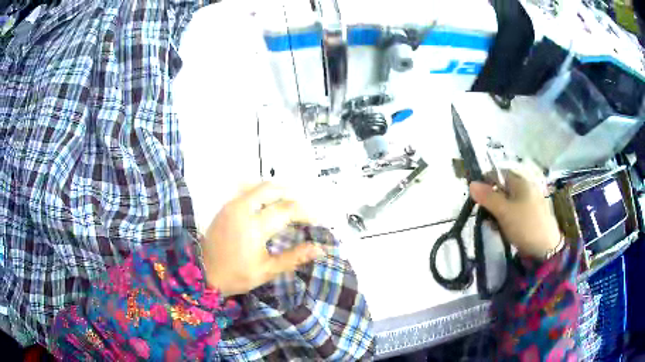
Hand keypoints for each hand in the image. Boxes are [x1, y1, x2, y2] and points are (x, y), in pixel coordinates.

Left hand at [202, 182, 324, 296]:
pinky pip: (246, 190)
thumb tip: (319, 249)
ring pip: (257, 186)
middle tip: (302, 205)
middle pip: (271, 189)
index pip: (286, 210)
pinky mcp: (225, 207)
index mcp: (254, 227)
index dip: (305, 212)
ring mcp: (231, 205)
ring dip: (275, 190)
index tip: (316, 219)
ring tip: (288, 201)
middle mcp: (242, 209)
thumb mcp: (267, 270)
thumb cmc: (237, 275)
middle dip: (290, 193)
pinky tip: (267, 202)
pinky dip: (261, 192)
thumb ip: (294, 257)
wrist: (204, 273)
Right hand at [469, 172, 560, 258]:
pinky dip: (507, 218)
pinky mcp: (531, 215)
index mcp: (521, 181)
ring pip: (508, 202)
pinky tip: (504, 230)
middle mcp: (526, 188)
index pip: (499, 174)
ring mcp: (530, 202)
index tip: (477, 198)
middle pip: (503, 189)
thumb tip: (471, 183)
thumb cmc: (525, 225)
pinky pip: (515, 212)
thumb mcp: (504, 211)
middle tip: (485, 215)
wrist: (546, 248)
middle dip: (491, 200)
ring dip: (498, 212)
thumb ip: (488, 197)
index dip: (486, 182)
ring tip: (494, 226)